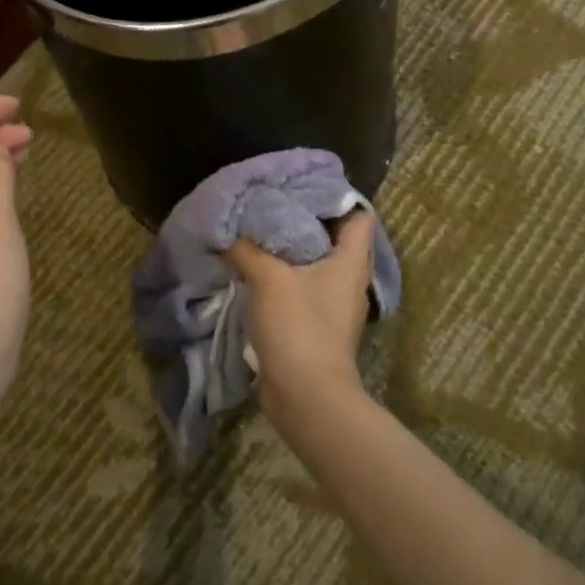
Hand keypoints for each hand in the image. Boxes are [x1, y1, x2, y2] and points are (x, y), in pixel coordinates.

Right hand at [224, 211, 376, 428]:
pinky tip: (255, 268)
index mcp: (351, 262)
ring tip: (258, 230)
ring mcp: (334, 305)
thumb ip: (246, 248)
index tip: (301, 186)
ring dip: (290, 249)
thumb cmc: (299, 327)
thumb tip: (225, 231)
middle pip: (333, 237)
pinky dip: (283, 275)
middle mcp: (349, 280)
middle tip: (270, 202)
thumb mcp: (268, 278)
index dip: (336, 197)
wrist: (306, 398)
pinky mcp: (316, 325)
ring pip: (315, 263)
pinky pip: (302, 287)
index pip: (359, 216)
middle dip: (303, 219)